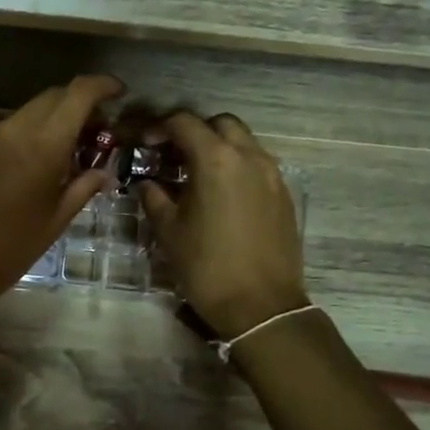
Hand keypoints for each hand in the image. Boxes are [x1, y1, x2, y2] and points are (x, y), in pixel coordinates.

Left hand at [0, 75, 124, 323]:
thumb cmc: (9, 250)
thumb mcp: (56, 221)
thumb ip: (83, 187)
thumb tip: (103, 172)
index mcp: (42, 144)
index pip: (77, 93)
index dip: (102, 85)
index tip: (120, 93)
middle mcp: (14, 129)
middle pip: (54, 96)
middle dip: (80, 104)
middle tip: (99, 131)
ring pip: (31, 111)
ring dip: (55, 119)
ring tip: (72, 150)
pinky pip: (11, 128)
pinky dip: (32, 132)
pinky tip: (39, 162)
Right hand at [139, 111, 307, 338]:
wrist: (261, 306)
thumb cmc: (207, 267)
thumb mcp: (169, 231)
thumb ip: (154, 198)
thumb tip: (147, 183)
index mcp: (216, 160)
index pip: (184, 123)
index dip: (159, 127)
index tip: (145, 144)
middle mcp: (249, 157)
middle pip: (220, 123)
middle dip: (194, 131)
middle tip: (173, 154)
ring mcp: (272, 174)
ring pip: (244, 142)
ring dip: (218, 147)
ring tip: (196, 173)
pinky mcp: (284, 194)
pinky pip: (258, 165)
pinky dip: (236, 166)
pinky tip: (221, 193)